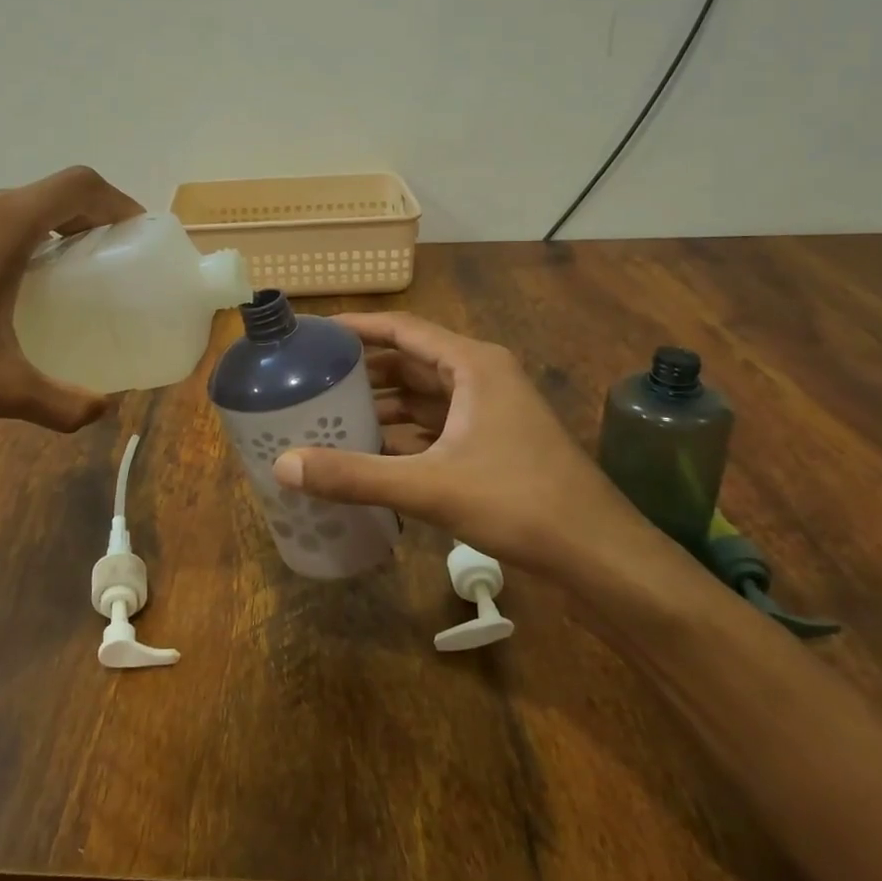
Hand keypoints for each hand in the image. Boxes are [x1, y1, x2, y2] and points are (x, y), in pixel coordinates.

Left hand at [0, 166, 142, 432]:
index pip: (77, 186)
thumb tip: (101, 412)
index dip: (116, 202)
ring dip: (40, 230)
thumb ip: (60, 403)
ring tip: (52, 279)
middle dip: (82, 222)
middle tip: (101, 265)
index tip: (134, 235)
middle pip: (44, 194)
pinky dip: (2, 239)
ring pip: (5, 207)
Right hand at [270, 312, 649, 572]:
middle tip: (312, 378)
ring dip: (383, 404)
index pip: (403, 329)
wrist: (598, 553)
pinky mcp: (494, 443)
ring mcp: (490, 411)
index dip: (357, 326)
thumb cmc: (518, 502)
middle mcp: (481, 377)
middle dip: (364, 370)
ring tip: (331, 414)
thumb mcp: (429, 486)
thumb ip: (355, 475)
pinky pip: (437, 425)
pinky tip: (371, 451)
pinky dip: (404, 434)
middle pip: (410, 361)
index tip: (315, 331)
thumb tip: (282, 465)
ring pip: (424, 396)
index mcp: (472, 365)